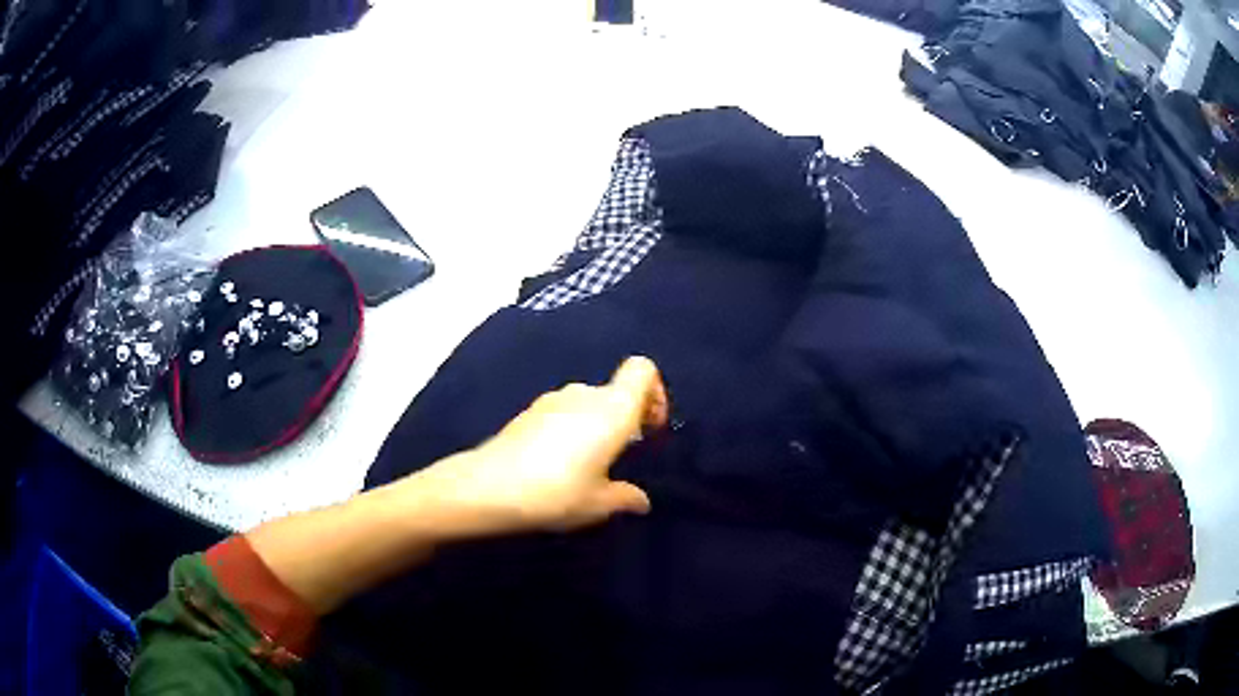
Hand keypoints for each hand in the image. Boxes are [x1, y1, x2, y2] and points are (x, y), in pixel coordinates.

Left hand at [243, 357, 668, 614]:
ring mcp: (532, 408)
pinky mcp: (508, 423)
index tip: (653, 431)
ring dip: (591, 430)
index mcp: (589, 410)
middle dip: (624, 416)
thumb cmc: (519, 502)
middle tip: (625, 460)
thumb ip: (616, 498)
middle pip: (610, 387)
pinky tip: (553, 474)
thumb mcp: (583, 507)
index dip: (653, 393)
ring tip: (589, 474)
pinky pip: (552, 418)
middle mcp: (561, 398)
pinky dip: (564, 436)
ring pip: (578, 402)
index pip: (638, 371)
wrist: (445, 499)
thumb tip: (637, 498)